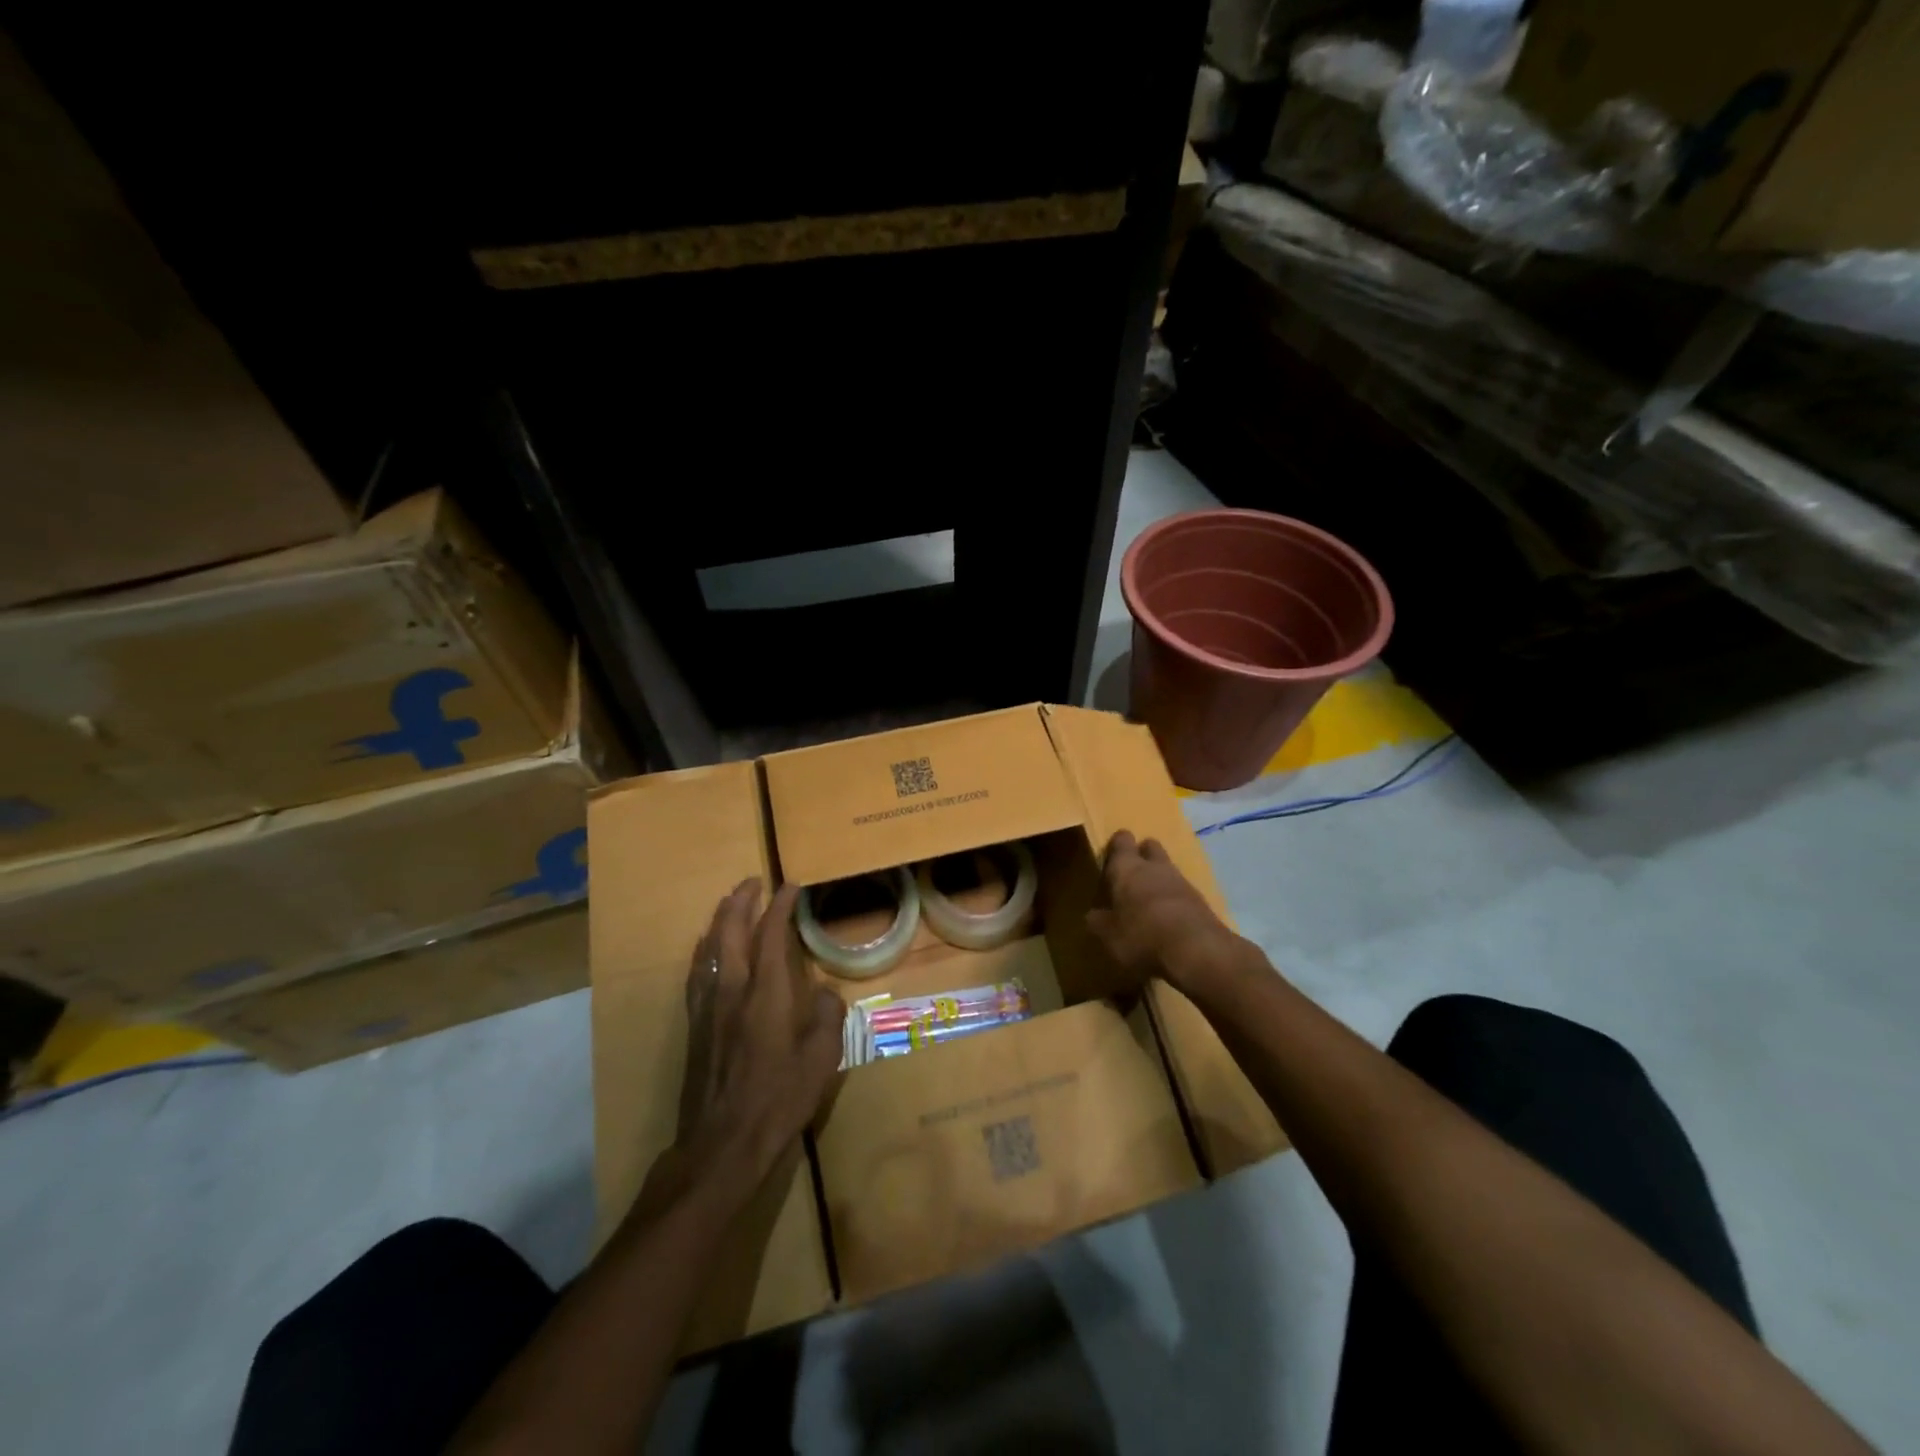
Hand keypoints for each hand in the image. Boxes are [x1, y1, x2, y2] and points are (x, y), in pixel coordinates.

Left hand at [664, 879, 845, 1207]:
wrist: (722, 1144)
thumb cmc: (779, 1100)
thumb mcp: (821, 1060)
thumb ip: (827, 1017)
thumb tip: (824, 993)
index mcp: (766, 994)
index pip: (770, 935)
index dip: (780, 906)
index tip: (790, 885)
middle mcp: (732, 990)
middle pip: (729, 931)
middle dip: (741, 901)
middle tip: (753, 881)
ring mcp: (708, 1008)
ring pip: (708, 948)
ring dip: (719, 920)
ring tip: (729, 904)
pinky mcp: (695, 1026)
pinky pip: (697, 972)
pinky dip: (704, 949)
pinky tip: (707, 950)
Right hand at [1087, 831, 1238, 993]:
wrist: (1198, 950)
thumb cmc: (1142, 936)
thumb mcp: (1110, 936)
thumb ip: (1100, 922)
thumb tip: (1092, 915)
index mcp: (1127, 868)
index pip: (1122, 841)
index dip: (1117, 845)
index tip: (1111, 855)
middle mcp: (1155, 867)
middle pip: (1150, 846)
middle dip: (1142, 854)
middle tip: (1131, 874)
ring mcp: (1182, 881)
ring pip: (1168, 868)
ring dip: (1159, 879)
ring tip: (1148, 901)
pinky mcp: (1201, 901)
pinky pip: (1182, 892)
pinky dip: (1174, 900)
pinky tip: (1169, 919)